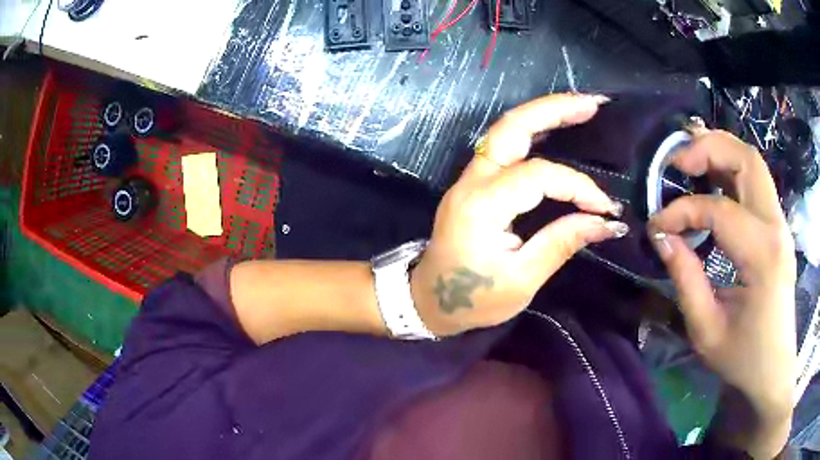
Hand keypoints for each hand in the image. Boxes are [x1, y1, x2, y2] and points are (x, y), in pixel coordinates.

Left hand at [410, 94, 626, 336]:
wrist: (427, 300)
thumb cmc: (472, 299)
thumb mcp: (521, 281)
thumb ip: (562, 243)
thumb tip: (606, 222)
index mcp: (482, 206)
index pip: (539, 176)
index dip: (578, 186)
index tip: (604, 209)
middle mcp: (472, 181)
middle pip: (511, 127)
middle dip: (553, 110)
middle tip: (592, 104)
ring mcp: (469, 179)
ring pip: (505, 130)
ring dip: (542, 114)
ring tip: (579, 108)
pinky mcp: (474, 184)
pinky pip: (504, 147)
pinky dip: (531, 133)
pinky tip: (553, 130)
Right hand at [648, 130, 795, 457]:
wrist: (774, 369)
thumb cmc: (743, 358)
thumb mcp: (706, 330)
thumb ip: (685, 278)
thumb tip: (661, 236)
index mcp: (763, 256)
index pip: (720, 210)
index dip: (683, 211)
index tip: (657, 226)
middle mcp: (776, 228)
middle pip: (747, 159)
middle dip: (708, 148)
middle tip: (675, 162)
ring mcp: (780, 224)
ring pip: (753, 162)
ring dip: (720, 152)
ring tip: (690, 163)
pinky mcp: (777, 228)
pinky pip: (755, 183)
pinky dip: (730, 170)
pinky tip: (711, 182)